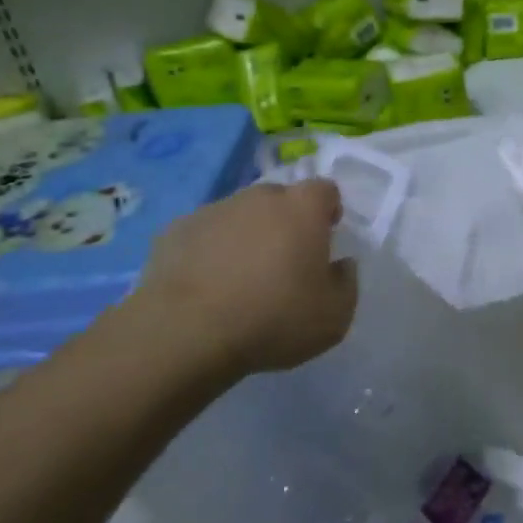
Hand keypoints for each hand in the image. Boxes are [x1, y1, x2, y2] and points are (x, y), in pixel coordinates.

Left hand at [130, 179, 357, 376]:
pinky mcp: (175, 230)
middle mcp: (259, 197)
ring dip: (246, 236)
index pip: (325, 190)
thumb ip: (347, 283)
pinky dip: (209, 252)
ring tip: (240, 279)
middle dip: (285, 222)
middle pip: (280, 199)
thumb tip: (342, 264)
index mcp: (302, 208)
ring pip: (240, 215)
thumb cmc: (274, 319)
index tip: (325, 238)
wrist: (187, 332)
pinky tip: (206, 286)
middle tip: (283, 263)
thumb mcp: (335, 316)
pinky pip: (204, 235)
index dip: (328, 211)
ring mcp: (214, 210)